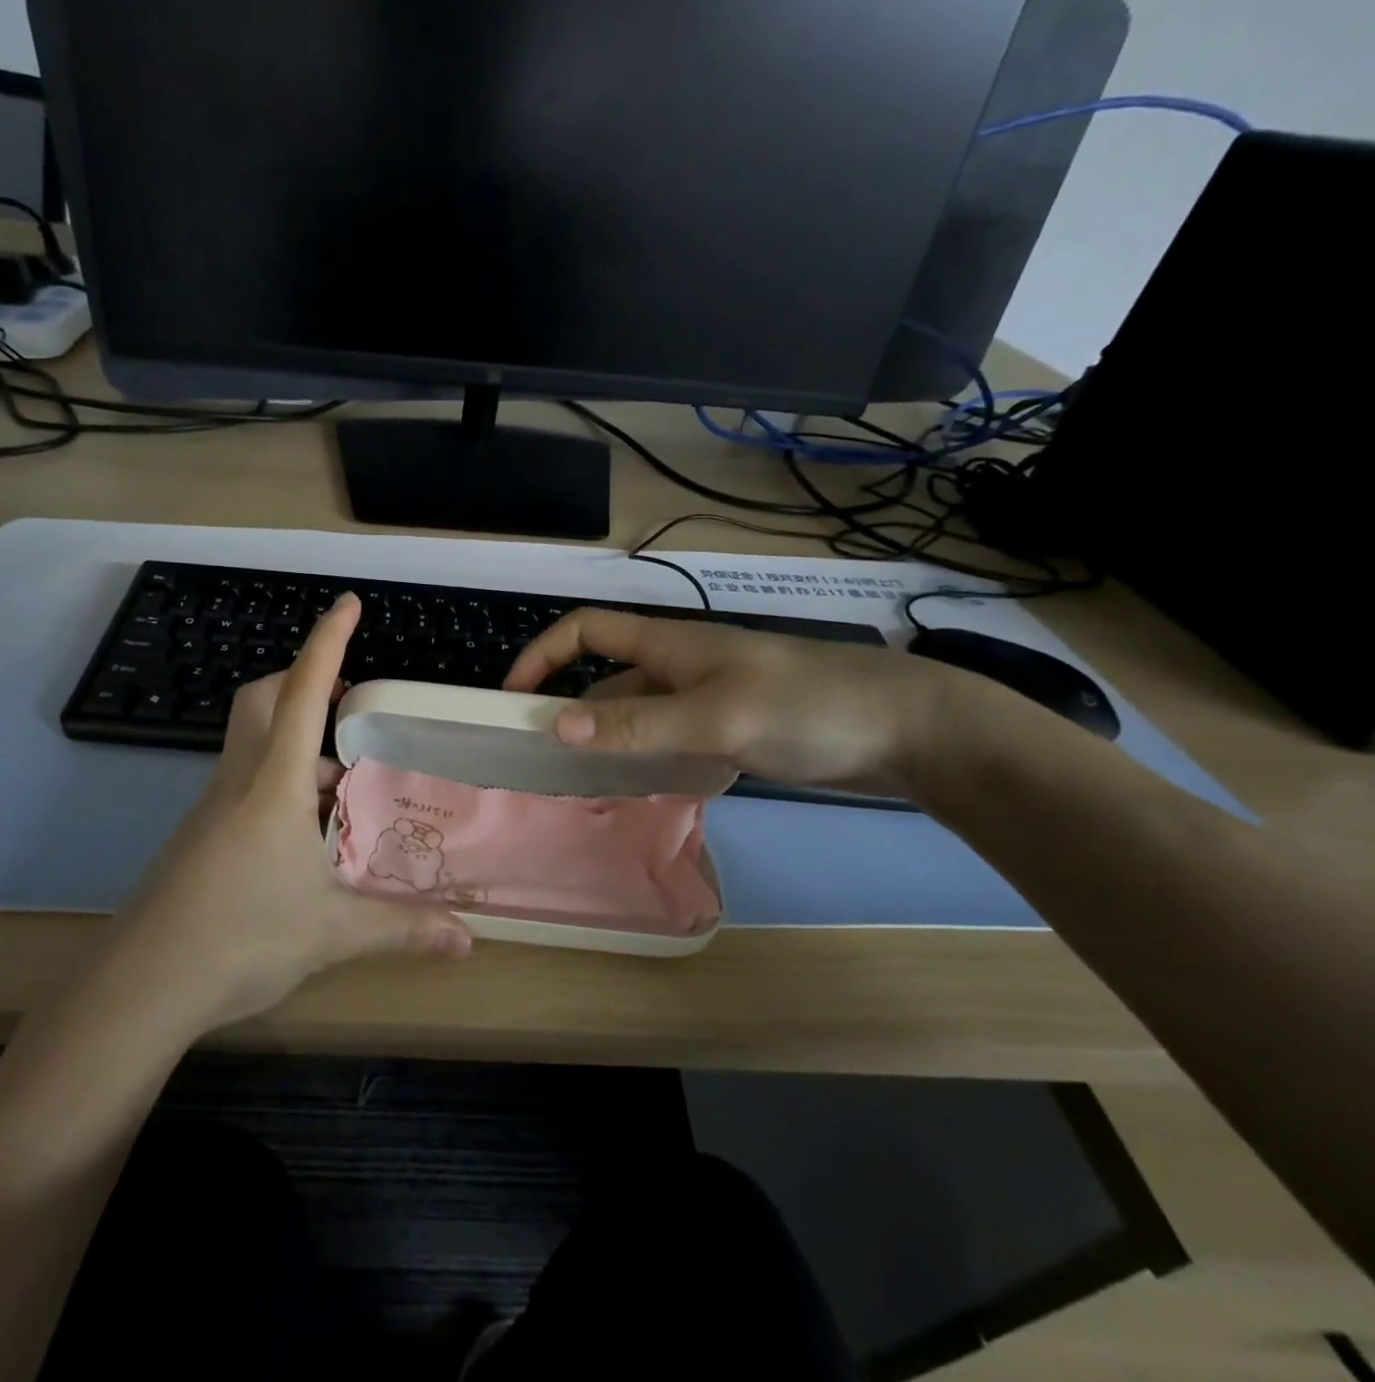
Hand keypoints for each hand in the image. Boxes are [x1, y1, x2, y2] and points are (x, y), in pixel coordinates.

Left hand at [115, 593, 471, 1033]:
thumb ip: (402, 929)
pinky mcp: (201, 834)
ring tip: (344, 781)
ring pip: (253, 741)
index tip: (347, 603)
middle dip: (304, 681)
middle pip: (263, 698)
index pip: (304, 692)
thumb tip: (467, 941)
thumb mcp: (333, 932)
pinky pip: (245, 781)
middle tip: (350, 706)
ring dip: (297, 739)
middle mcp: (239, 780)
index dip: (327, 642)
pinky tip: (307, 830)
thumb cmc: (241, 938)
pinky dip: (281, 780)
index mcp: (274, 783)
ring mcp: (213, 806)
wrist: (141, 985)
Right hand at [504, 608, 960, 796]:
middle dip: (569, 711)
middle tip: (543, 762)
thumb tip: (556, 725)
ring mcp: (707, 699)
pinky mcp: (731, 729)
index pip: (586, 631)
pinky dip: (646, 759)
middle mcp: (679, 667)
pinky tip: (642, 790)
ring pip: (637, 715)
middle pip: (605, 681)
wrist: (908, 729)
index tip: (512, 698)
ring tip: (581, 786)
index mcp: (670, 646)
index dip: (543, 655)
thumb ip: (638, 723)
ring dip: (607, 741)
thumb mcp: (717, 716)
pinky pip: (669, 739)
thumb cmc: (808, 707)